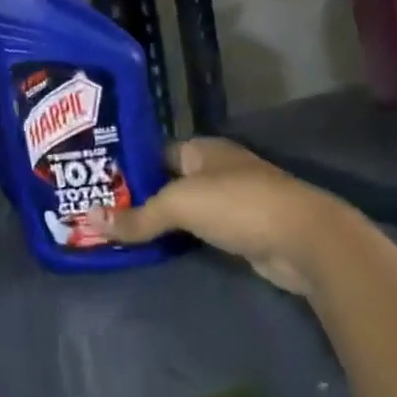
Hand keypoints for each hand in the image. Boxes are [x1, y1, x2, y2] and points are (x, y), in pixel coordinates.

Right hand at [79, 138, 355, 295]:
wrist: (305, 240)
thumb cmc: (237, 204)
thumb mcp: (178, 205)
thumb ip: (137, 216)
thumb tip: (90, 221)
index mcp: (202, 149)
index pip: (154, 152)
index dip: (127, 166)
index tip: (97, 182)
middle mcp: (216, 169)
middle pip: (168, 181)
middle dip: (139, 196)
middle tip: (101, 210)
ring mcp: (232, 201)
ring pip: (185, 209)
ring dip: (160, 220)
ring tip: (119, 229)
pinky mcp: (243, 231)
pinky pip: (200, 231)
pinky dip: (181, 238)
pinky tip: (156, 246)